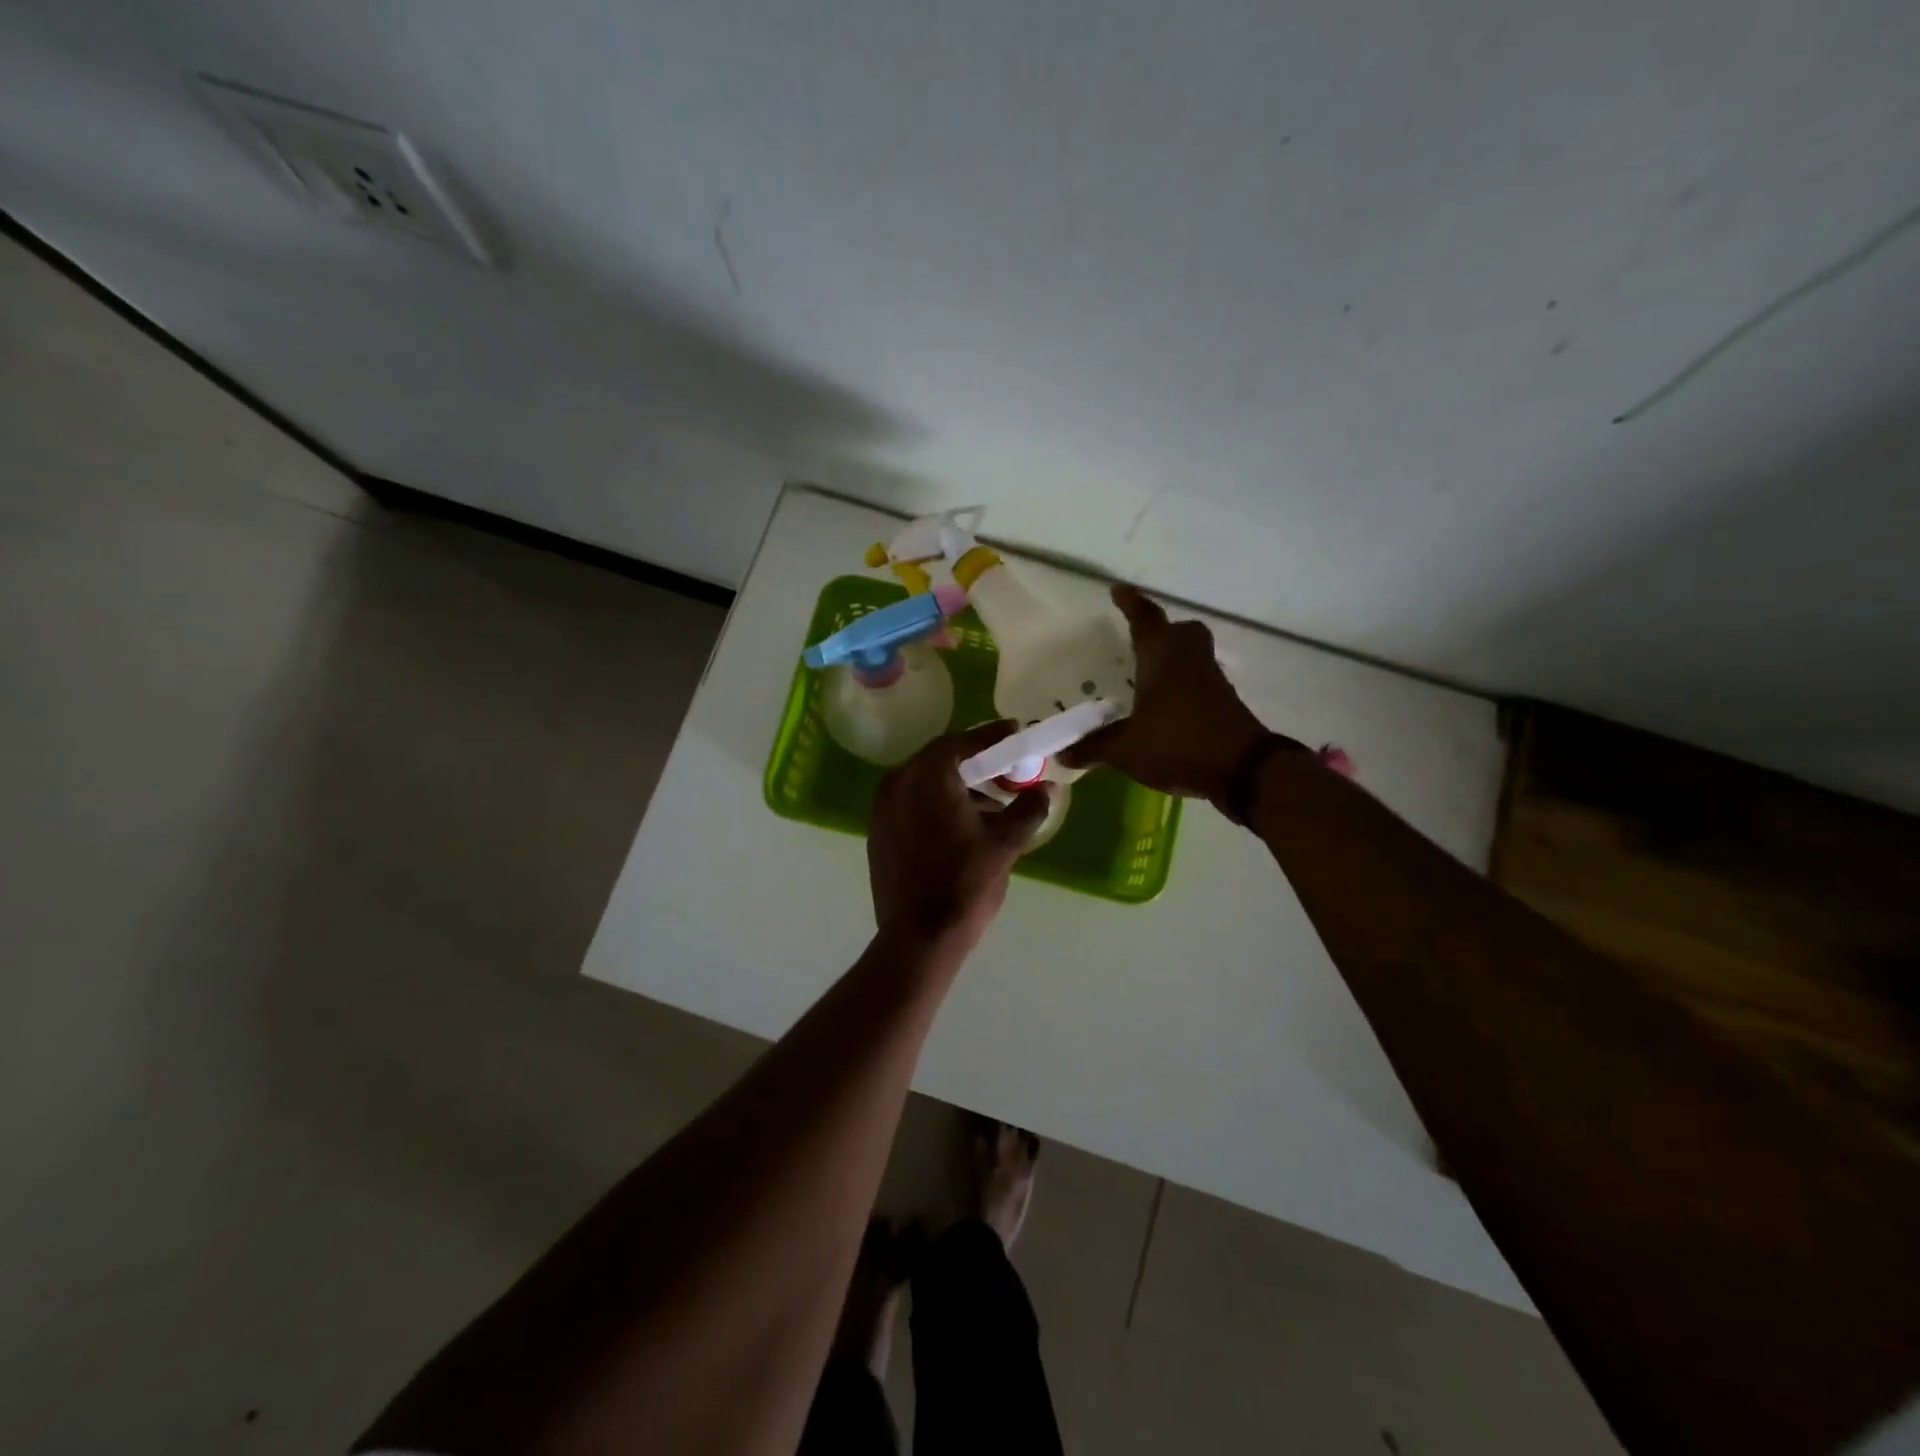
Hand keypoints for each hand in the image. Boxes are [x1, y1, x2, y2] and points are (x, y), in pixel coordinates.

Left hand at [868, 723, 1053, 949]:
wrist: (919, 937)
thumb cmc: (965, 884)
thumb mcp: (1005, 844)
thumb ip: (1028, 808)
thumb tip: (1046, 788)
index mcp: (928, 777)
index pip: (962, 742)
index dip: (991, 736)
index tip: (1014, 732)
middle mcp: (898, 783)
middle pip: (940, 759)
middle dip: (975, 761)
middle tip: (1005, 767)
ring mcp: (882, 809)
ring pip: (925, 782)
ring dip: (958, 786)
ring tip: (992, 805)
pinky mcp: (879, 832)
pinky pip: (912, 803)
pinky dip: (938, 803)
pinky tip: (963, 826)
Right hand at [1063, 585, 1288, 799]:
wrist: (1243, 770)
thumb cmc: (1178, 744)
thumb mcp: (1126, 749)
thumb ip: (1094, 747)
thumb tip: (1063, 753)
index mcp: (1162, 658)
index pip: (1145, 619)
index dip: (1131, 604)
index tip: (1118, 590)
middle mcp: (1189, 660)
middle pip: (1180, 631)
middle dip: (1161, 629)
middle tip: (1142, 637)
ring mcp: (1211, 680)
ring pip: (1194, 653)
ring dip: (1175, 656)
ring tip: (1150, 672)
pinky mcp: (1225, 702)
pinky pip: (1201, 680)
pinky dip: (1184, 683)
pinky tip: (1168, 705)